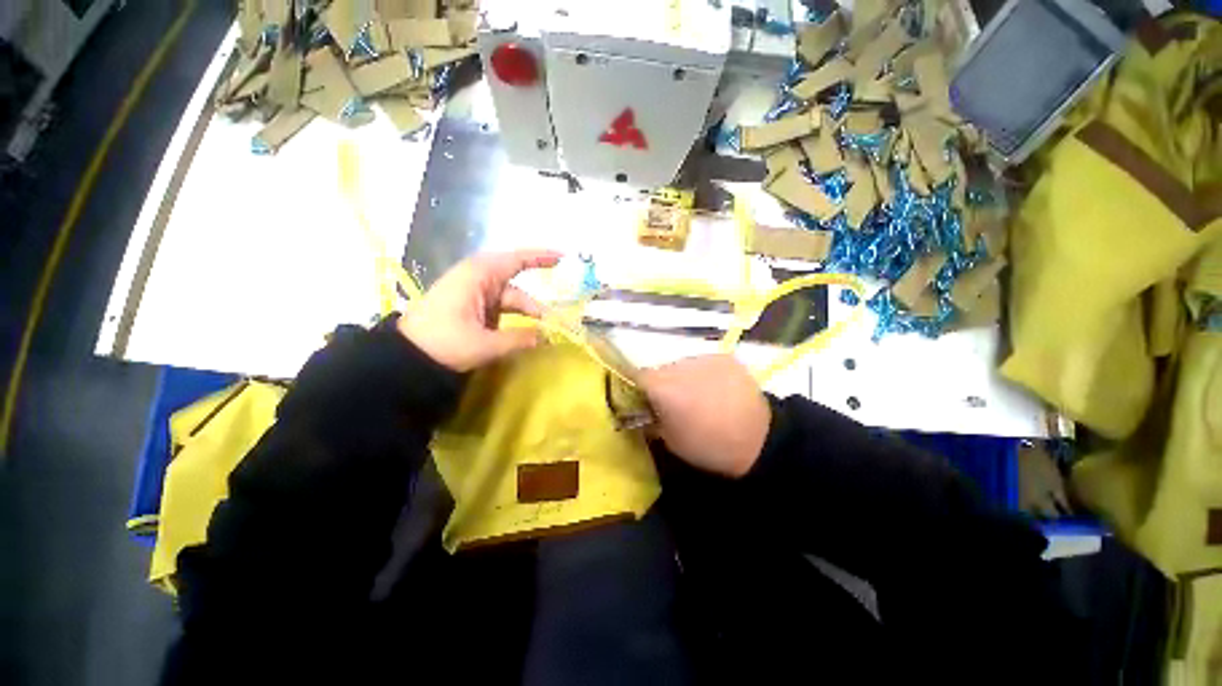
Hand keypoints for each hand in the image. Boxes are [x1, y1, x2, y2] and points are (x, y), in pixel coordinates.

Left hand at [398, 250, 560, 371]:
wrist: (405, 357)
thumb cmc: (443, 343)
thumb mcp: (485, 344)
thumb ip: (520, 339)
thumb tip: (549, 337)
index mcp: (479, 276)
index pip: (517, 260)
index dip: (542, 257)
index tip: (565, 259)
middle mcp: (479, 280)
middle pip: (517, 289)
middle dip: (537, 306)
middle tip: (560, 321)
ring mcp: (475, 295)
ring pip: (510, 302)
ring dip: (527, 317)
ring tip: (546, 334)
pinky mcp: (473, 309)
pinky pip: (501, 311)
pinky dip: (515, 321)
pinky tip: (527, 335)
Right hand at [640, 355, 770, 477]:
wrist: (760, 440)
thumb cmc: (708, 446)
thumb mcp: (669, 440)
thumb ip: (650, 419)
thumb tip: (640, 409)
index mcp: (663, 388)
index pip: (635, 376)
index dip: (634, 387)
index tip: (639, 400)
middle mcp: (680, 366)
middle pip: (660, 370)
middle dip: (661, 385)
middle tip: (671, 403)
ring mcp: (704, 358)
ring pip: (681, 366)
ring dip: (682, 378)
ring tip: (698, 397)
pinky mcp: (724, 357)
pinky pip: (703, 363)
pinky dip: (703, 374)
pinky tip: (715, 390)